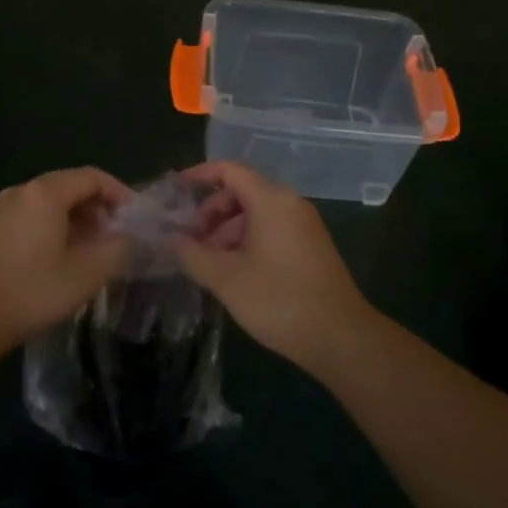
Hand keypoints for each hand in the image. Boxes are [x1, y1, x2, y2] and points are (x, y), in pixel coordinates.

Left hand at [0, 167, 134, 349]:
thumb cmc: (30, 291)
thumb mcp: (85, 274)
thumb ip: (118, 250)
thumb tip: (136, 239)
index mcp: (45, 193)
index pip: (93, 177)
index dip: (120, 193)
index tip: (136, 218)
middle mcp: (21, 191)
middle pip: (70, 186)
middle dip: (98, 208)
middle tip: (116, 236)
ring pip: (48, 203)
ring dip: (75, 220)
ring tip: (90, 251)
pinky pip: (29, 217)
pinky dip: (52, 228)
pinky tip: (57, 260)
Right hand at [175, 162, 374, 369]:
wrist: (341, 337)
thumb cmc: (279, 300)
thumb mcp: (226, 278)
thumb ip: (191, 254)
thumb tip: (167, 238)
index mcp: (271, 200)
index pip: (229, 170)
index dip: (200, 175)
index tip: (175, 191)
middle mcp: (290, 203)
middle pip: (242, 191)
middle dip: (211, 212)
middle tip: (190, 241)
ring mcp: (304, 224)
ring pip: (256, 213)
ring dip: (228, 230)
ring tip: (208, 263)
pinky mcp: (311, 246)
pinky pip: (272, 229)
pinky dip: (248, 240)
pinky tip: (235, 272)